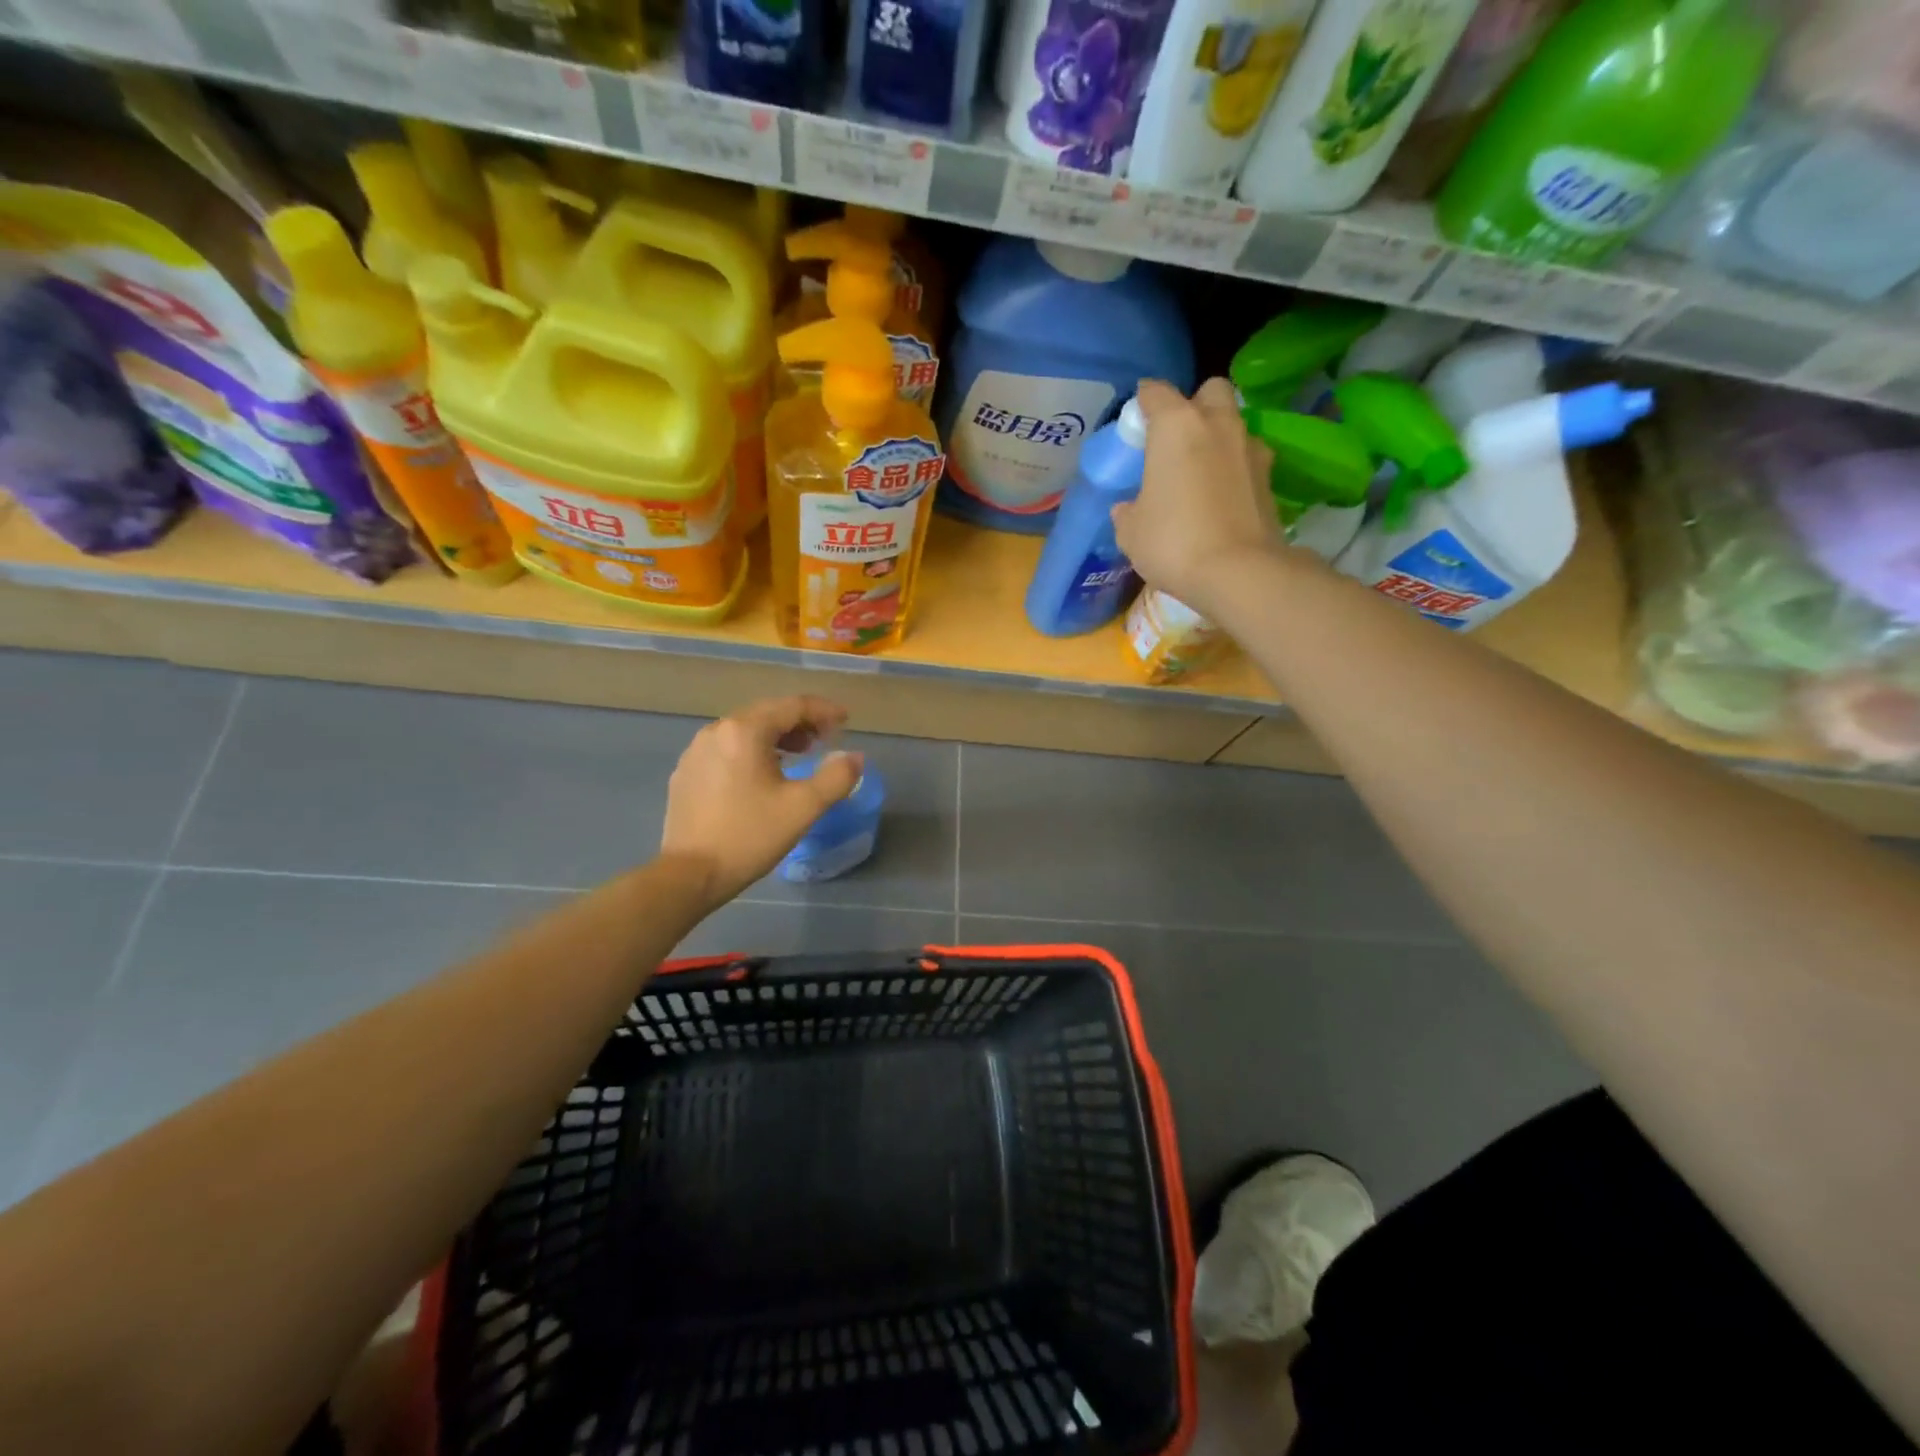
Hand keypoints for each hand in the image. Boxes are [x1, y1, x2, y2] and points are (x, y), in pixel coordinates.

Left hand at [661, 696, 863, 909]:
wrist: (689, 875)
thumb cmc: (750, 836)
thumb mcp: (803, 807)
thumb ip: (836, 777)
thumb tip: (854, 757)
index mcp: (745, 731)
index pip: (792, 706)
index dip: (823, 710)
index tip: (846, 721)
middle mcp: (716, 731)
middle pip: (767, 713)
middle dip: (800, 722)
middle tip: (825, 739)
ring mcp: (696, 751)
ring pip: (744, 731)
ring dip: (776, 736)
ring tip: (798, 755)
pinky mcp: (686, 773)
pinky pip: (726, 749)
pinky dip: (751, 751)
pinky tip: (762, 775)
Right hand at [1112, 378, 1287, 618]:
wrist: (1238, 572)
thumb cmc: (1173, 542)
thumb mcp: (1131, 532)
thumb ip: (1128, 511)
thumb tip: (1129, 508)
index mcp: (1176, 426)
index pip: (1155, 392)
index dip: (1143, 403)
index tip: (1136, 423)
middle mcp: (1218, 424)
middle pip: (1210, 391)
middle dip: (1194, 405)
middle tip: (1177, 440)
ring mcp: (1250, 448)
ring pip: (1234, 423)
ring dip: (1218, 437)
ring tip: (1201, 472)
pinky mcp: (1270, 477)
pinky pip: (1248, 458)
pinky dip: (1235, 469)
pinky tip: (1222, 497)